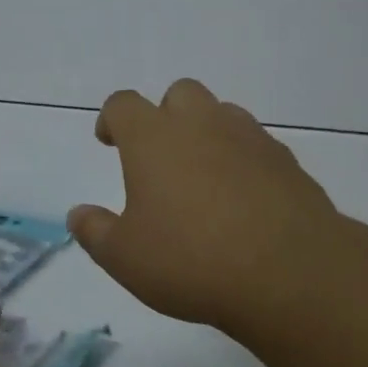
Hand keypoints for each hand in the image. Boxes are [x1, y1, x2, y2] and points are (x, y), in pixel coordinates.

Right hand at [68, 79, 350, 344]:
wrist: (289, 273)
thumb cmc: (191, 260)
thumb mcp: (124, 257)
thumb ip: (95, 231)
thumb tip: (78, 214)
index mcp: (153, 138)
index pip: (123, 104)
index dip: (111, 119)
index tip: (108, 141)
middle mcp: (201, 124)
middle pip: (178, 94)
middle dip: (164, 115)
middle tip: (159, 157)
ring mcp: (249, 138)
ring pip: (222, 113)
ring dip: (206, 133)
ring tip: (202, 178)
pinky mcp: (286, 161)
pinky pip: (256, 145)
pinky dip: (242, 160)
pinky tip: (242, 199)